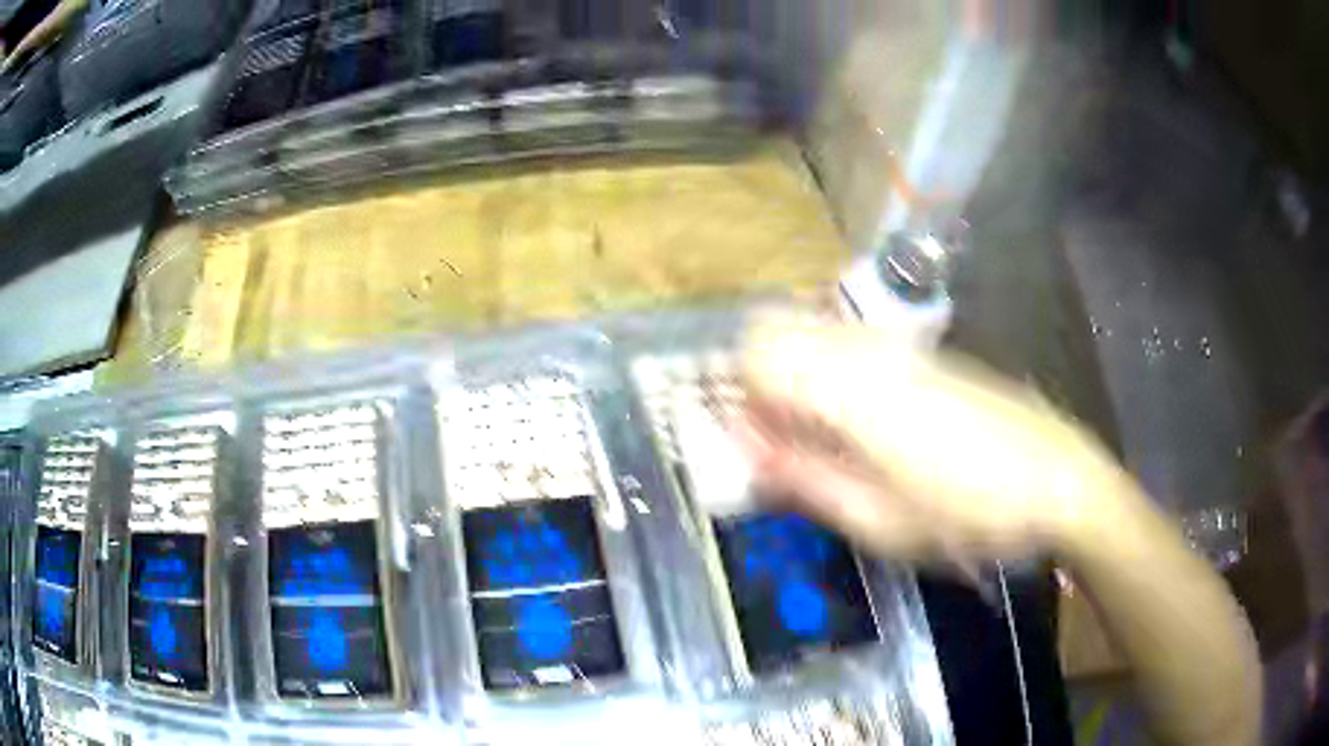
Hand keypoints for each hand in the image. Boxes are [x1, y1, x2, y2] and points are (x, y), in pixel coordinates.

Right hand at [735, 320, 1132, 560]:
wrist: (1058, 480)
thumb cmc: (969, 513)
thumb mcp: (881, 523)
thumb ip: (807, 483)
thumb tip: (750, 459)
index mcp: (851, 389)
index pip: (757, 354)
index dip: (740, 400)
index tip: (752, 449)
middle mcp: (868, 350)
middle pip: (778, 330)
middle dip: (760, 382)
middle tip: (780, 444)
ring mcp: (899, 347)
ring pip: (813, 334)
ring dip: (795, 378)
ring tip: (820, 442)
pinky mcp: (923, 355)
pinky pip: (851, 346)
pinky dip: (831, 376)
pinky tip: (863, 429)